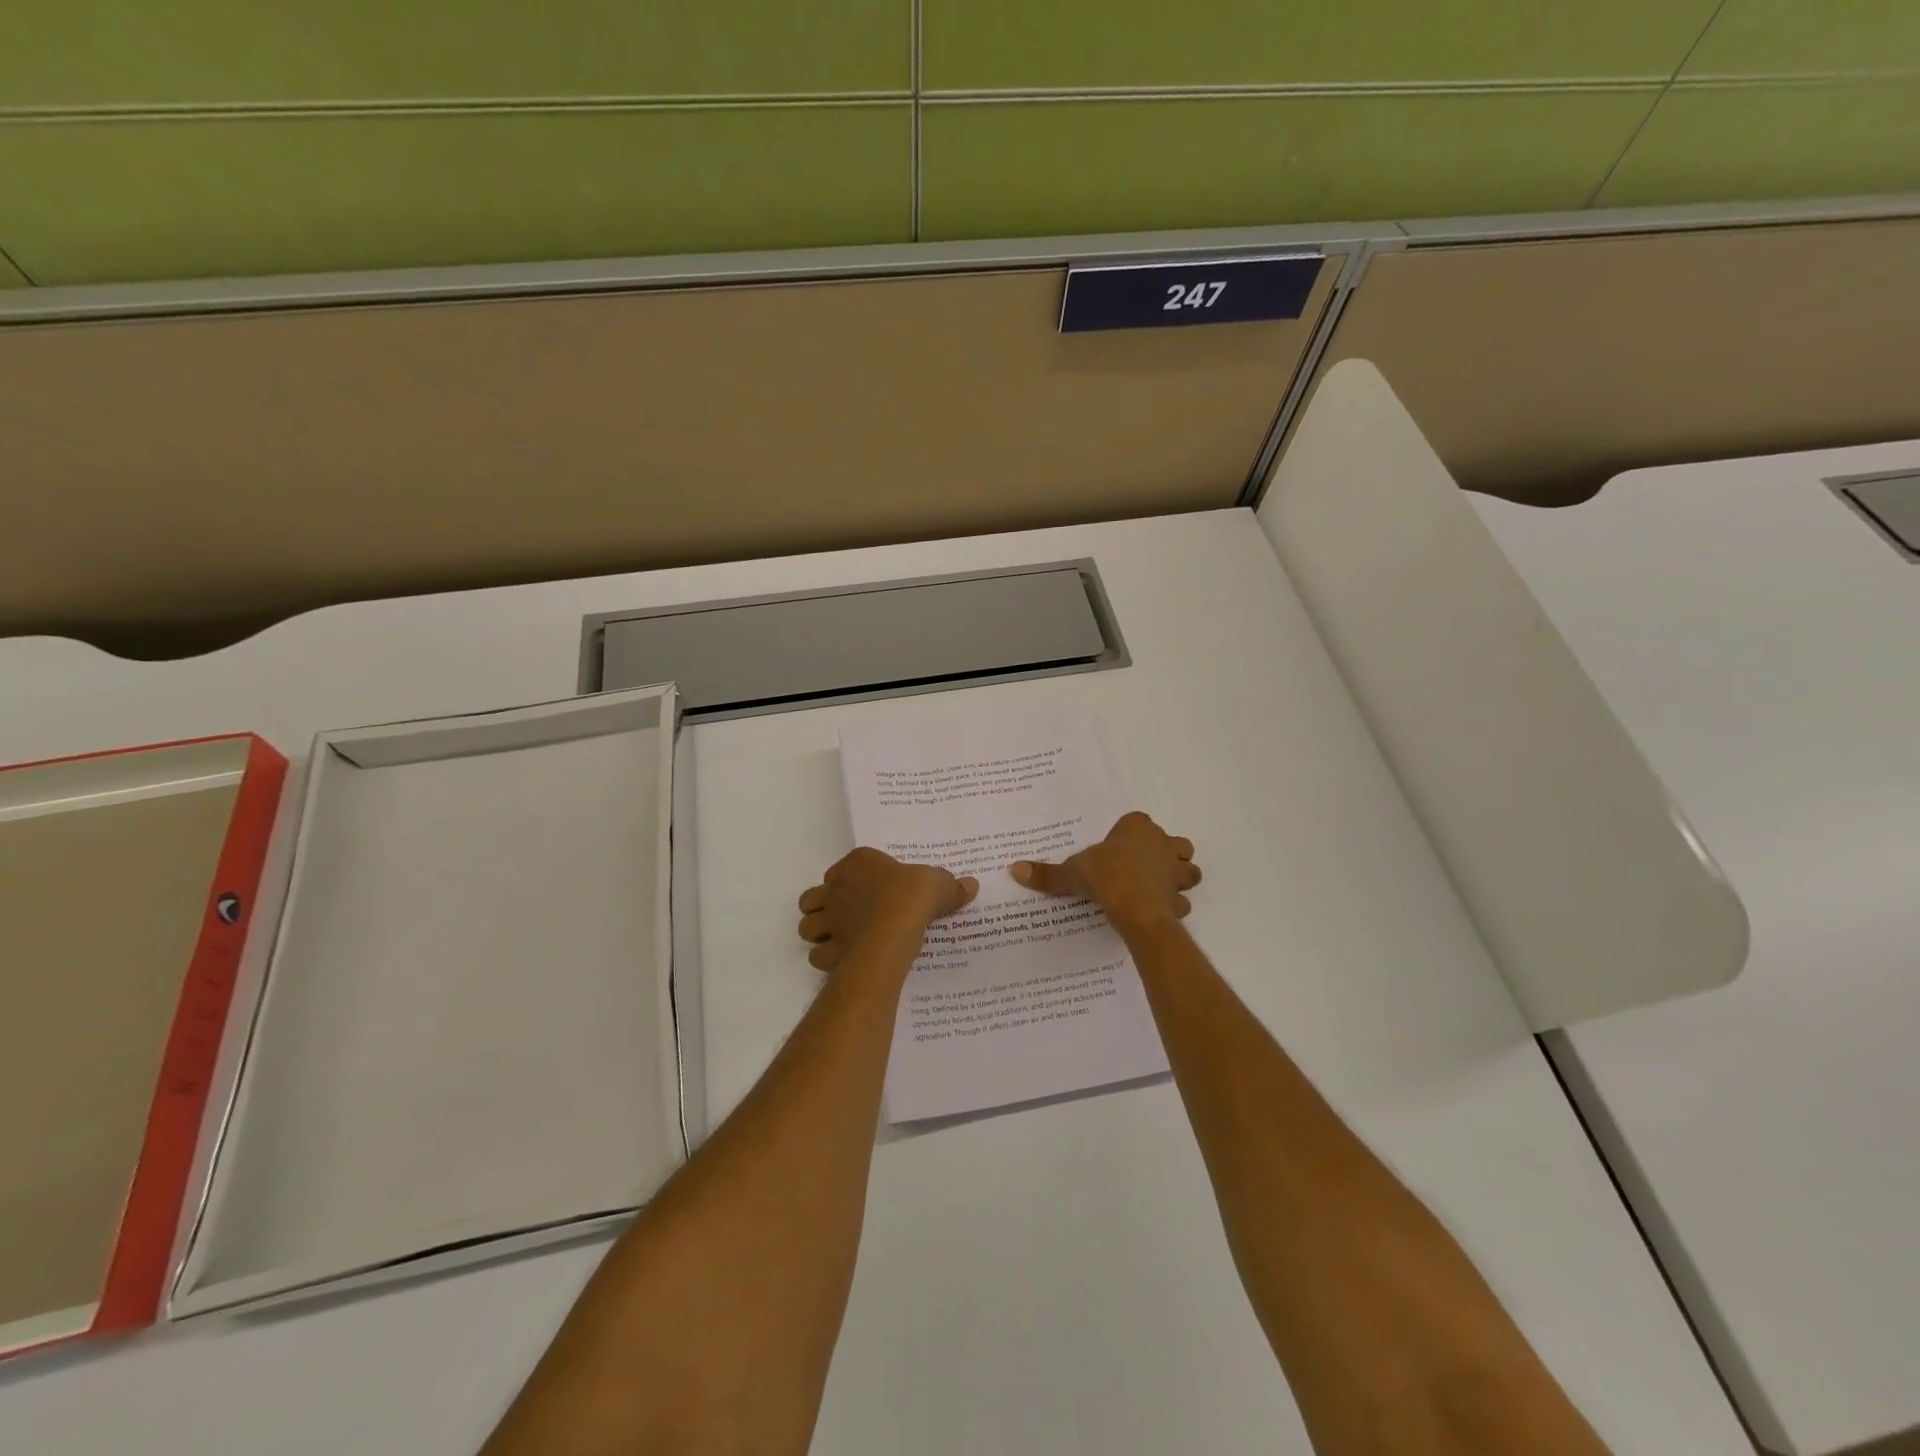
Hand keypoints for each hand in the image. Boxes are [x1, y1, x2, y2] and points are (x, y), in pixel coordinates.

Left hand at [796, 848, 978, 972]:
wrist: (895, 926)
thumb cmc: (913, 894)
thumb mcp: (939, 883)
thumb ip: (951, 886)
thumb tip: (971, 886)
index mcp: (858, 864)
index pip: (843, 868)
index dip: (850, 880)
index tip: (869, 890)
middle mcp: (836, 889)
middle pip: (814, 898)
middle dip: (824, 907)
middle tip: (846, 916)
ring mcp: (829, 920)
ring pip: (807, 927)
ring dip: (819, 933)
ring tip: (841, 939)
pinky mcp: (829, 950)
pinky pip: (818, 956)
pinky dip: (828, 959)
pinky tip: (845, 961)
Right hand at [1010, 811, 1199, 933]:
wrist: (1136, 910)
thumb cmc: (1106, 877)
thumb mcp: (1072, 872)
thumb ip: (1047, 873)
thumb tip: (1014, 869)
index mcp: (1138, 828)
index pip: (1138, 822)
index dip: (1130, 835)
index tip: (1117, 849)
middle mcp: (1162, 844)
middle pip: (1174, 844)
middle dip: (1166, 854)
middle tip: (1144, 868)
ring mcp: (1175, 872)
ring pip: (1188, 870)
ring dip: (1178, 878)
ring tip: (1157, 888)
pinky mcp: (1180, 899)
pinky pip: (1182, 901)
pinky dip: (1174, 906)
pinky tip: (1157, 913)